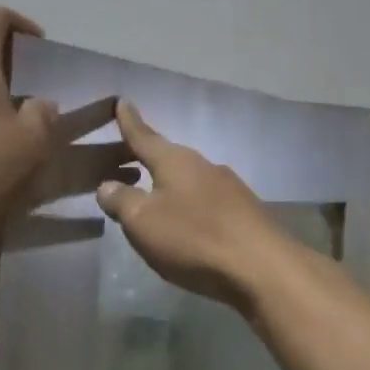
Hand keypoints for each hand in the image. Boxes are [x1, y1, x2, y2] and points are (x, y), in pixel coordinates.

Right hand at [95, 102, 289, 309]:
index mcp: (175, 161)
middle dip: (147, 157)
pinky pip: (206, 201)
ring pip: (189, 180)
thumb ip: (122, 201)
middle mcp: (204, 166)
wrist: (262, 268)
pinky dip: (188, 205)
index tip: (122, 101)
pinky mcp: (244, 213)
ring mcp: (229, 189)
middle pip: (168, 157)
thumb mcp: (143, 221)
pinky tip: (185, 222)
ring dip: (168, 184)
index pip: (145, 136)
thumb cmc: (193, 238)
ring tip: (152, 196)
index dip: (129, 122)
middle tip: (126, 157)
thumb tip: (107, 185)